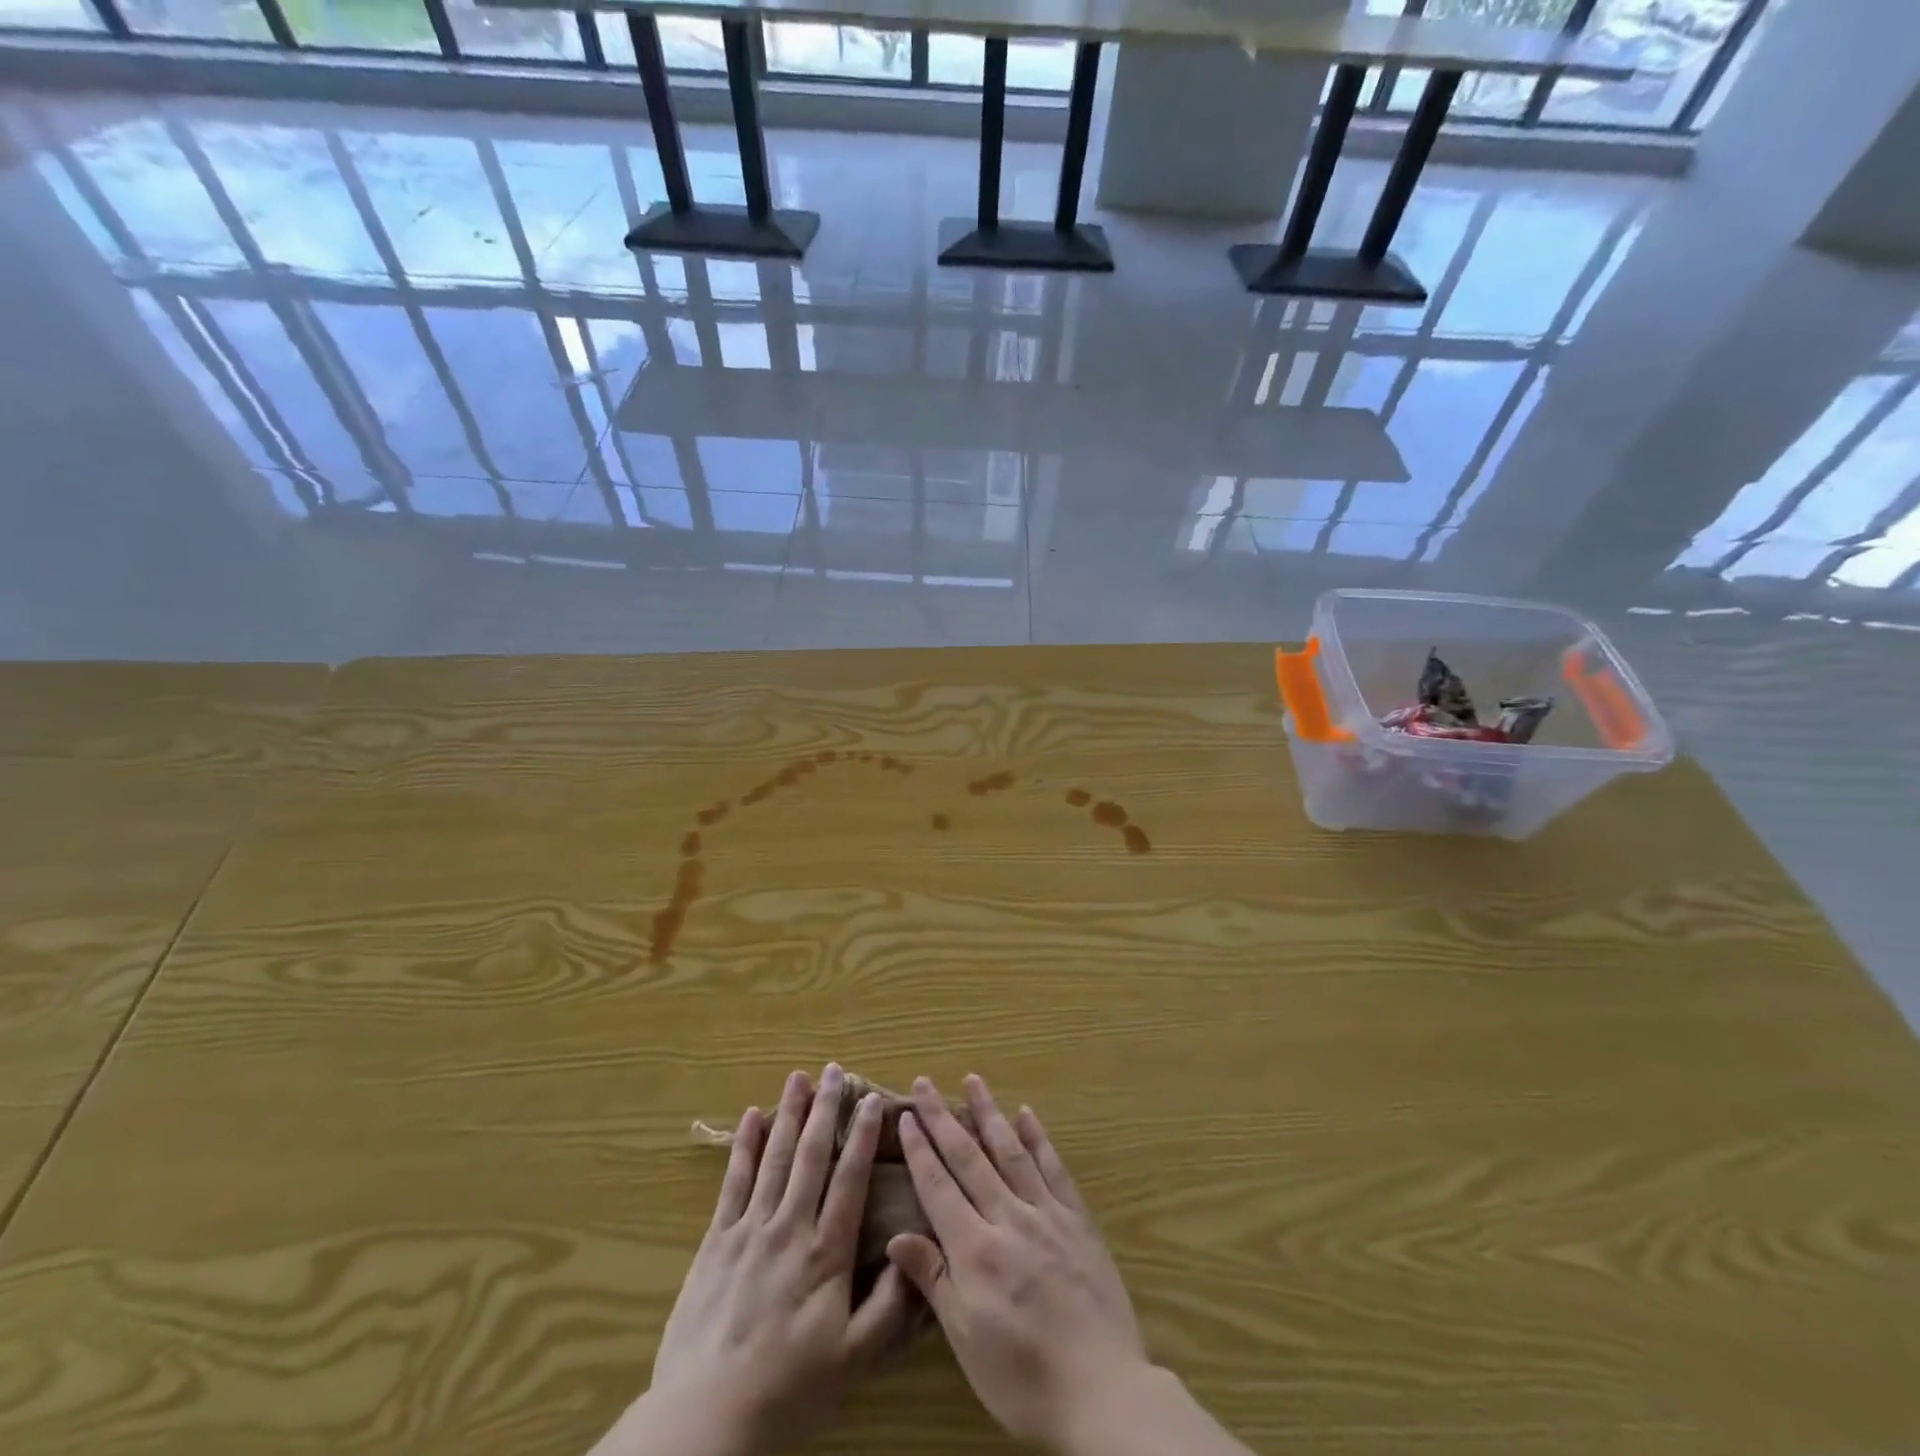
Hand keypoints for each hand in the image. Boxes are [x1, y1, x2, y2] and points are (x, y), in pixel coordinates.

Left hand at [591, 1065, 915, 1455]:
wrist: (705, 1422)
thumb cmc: (787, 1392)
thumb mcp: (852, 1361)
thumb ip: (888, 1306)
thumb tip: (912, 1251)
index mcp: (826, 1253)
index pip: (850, 1179)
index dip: (863, 1136)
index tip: (873, 1100)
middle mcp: (790, 1227)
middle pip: (812, 1155)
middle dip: (826, 1108)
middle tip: (835, 1070)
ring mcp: (750, 1230)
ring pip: (775, 1157)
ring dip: (789, 1114)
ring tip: (799, 1077)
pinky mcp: (716, 1241)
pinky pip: (733, 1182)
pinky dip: (744, 1146)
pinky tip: (750, 1117)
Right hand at [884, 1075, 1150, 1454]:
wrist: (1103, 1393)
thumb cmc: (1023, 1378)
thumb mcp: (966, 1341)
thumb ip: (933, 1280)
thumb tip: (896, 1237)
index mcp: (976, 1249)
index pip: (939, 1185)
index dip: (920, 1148)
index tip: (905, 1115)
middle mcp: (1008, 1218)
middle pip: (969, 1157)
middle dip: (943, 1118)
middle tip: (925, 1082)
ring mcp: (1046, 1214)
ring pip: (1010, 1151)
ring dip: (989, 1112)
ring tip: (973, 1079)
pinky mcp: (1078, 1220)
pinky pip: (1054, 1169)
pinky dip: (1038, 1138)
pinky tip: (1027, 1114)